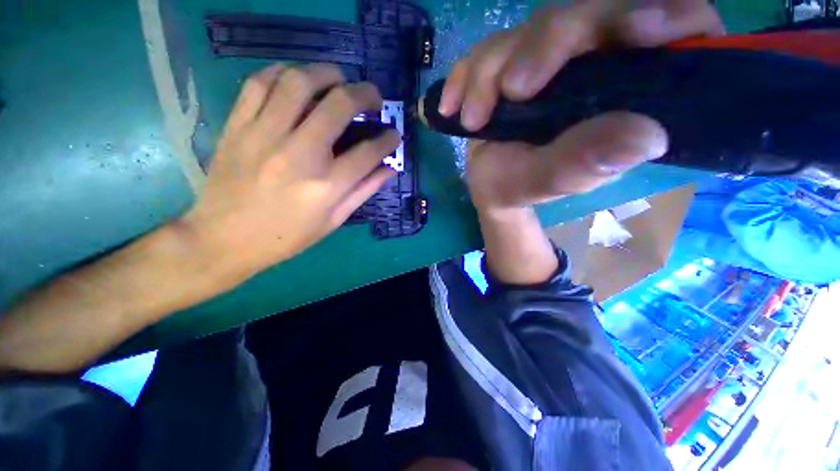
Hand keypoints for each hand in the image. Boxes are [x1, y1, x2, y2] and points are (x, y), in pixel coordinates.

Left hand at [183, 63, 398, 278]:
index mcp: (326, 185)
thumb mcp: (333, 220)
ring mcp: (264, 135)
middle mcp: (299, 154)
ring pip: (298, 83)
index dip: (388, 139)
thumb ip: (363, 191)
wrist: (224, 238)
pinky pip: (259, 84)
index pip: (369, 152)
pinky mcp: (238, 127)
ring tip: (337, 81)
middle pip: (339, 105)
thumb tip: (389, 169)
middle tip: (372, 97)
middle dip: (364, 94)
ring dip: (326, 74)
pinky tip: (296, 80)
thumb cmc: (287, 236)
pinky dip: (282, 73)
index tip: (394, 134)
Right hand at [439, 0, 722, 212]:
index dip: (669, 15)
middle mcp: (594, 62)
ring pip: (529, 28)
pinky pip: (487, 48)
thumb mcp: (549, 182)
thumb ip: (584, 163)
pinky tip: (451, 106)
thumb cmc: (520, 186)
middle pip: (588, 14)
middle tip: (511, 91)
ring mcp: (549, 57)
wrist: (488, 183)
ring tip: (472, 120)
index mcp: (627, 92)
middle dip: (546, 44)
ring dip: (490, 70)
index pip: (675, 29)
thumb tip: (647, 137)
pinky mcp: (510, 59)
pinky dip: (465, 74)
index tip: (636, 31)